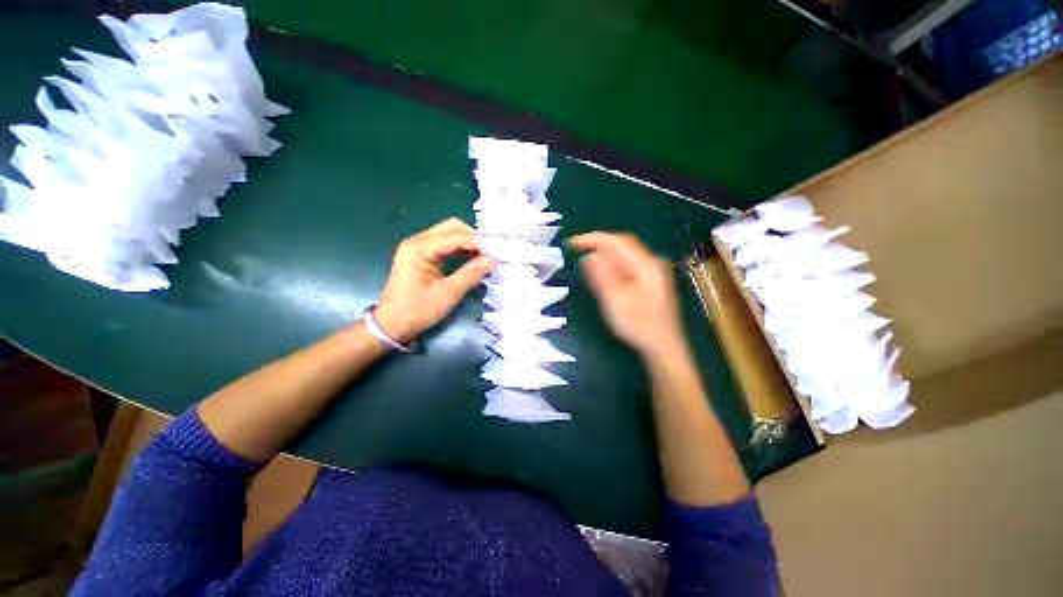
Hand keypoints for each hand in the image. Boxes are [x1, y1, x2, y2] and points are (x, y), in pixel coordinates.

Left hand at [375, 218, 492, 342]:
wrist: (391, 324)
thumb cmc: (418, 310)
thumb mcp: (448, 293)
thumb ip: (471, 273)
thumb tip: (493, 260)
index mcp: (420, 248)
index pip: (456, 236)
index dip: (479, 242)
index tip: (498, 252)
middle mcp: (417, 241)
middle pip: (452, 227)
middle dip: (474, 238)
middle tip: (491, 253)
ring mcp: (417, 246)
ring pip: (449, 233)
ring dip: (468, 242)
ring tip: (485, 256)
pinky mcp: (420, 254)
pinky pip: (444, 244)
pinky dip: (460, 248)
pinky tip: (471, 258)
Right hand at [569, 232, 684, 356]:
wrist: (664, 347)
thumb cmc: (639, 325)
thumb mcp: (615, 300)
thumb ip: (602, 276)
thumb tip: (588, 256)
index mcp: (646, 264)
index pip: (617, 241)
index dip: (593, 239)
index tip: (572, 243)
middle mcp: (651, 263)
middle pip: (622, 245)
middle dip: (598, 246)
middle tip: (577, 252)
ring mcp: (653, 272)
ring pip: (624, 256)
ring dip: (604, 258)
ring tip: (587, 266)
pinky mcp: (650, 281)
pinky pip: (627, 266)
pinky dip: (612, 267)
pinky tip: (604, 277)